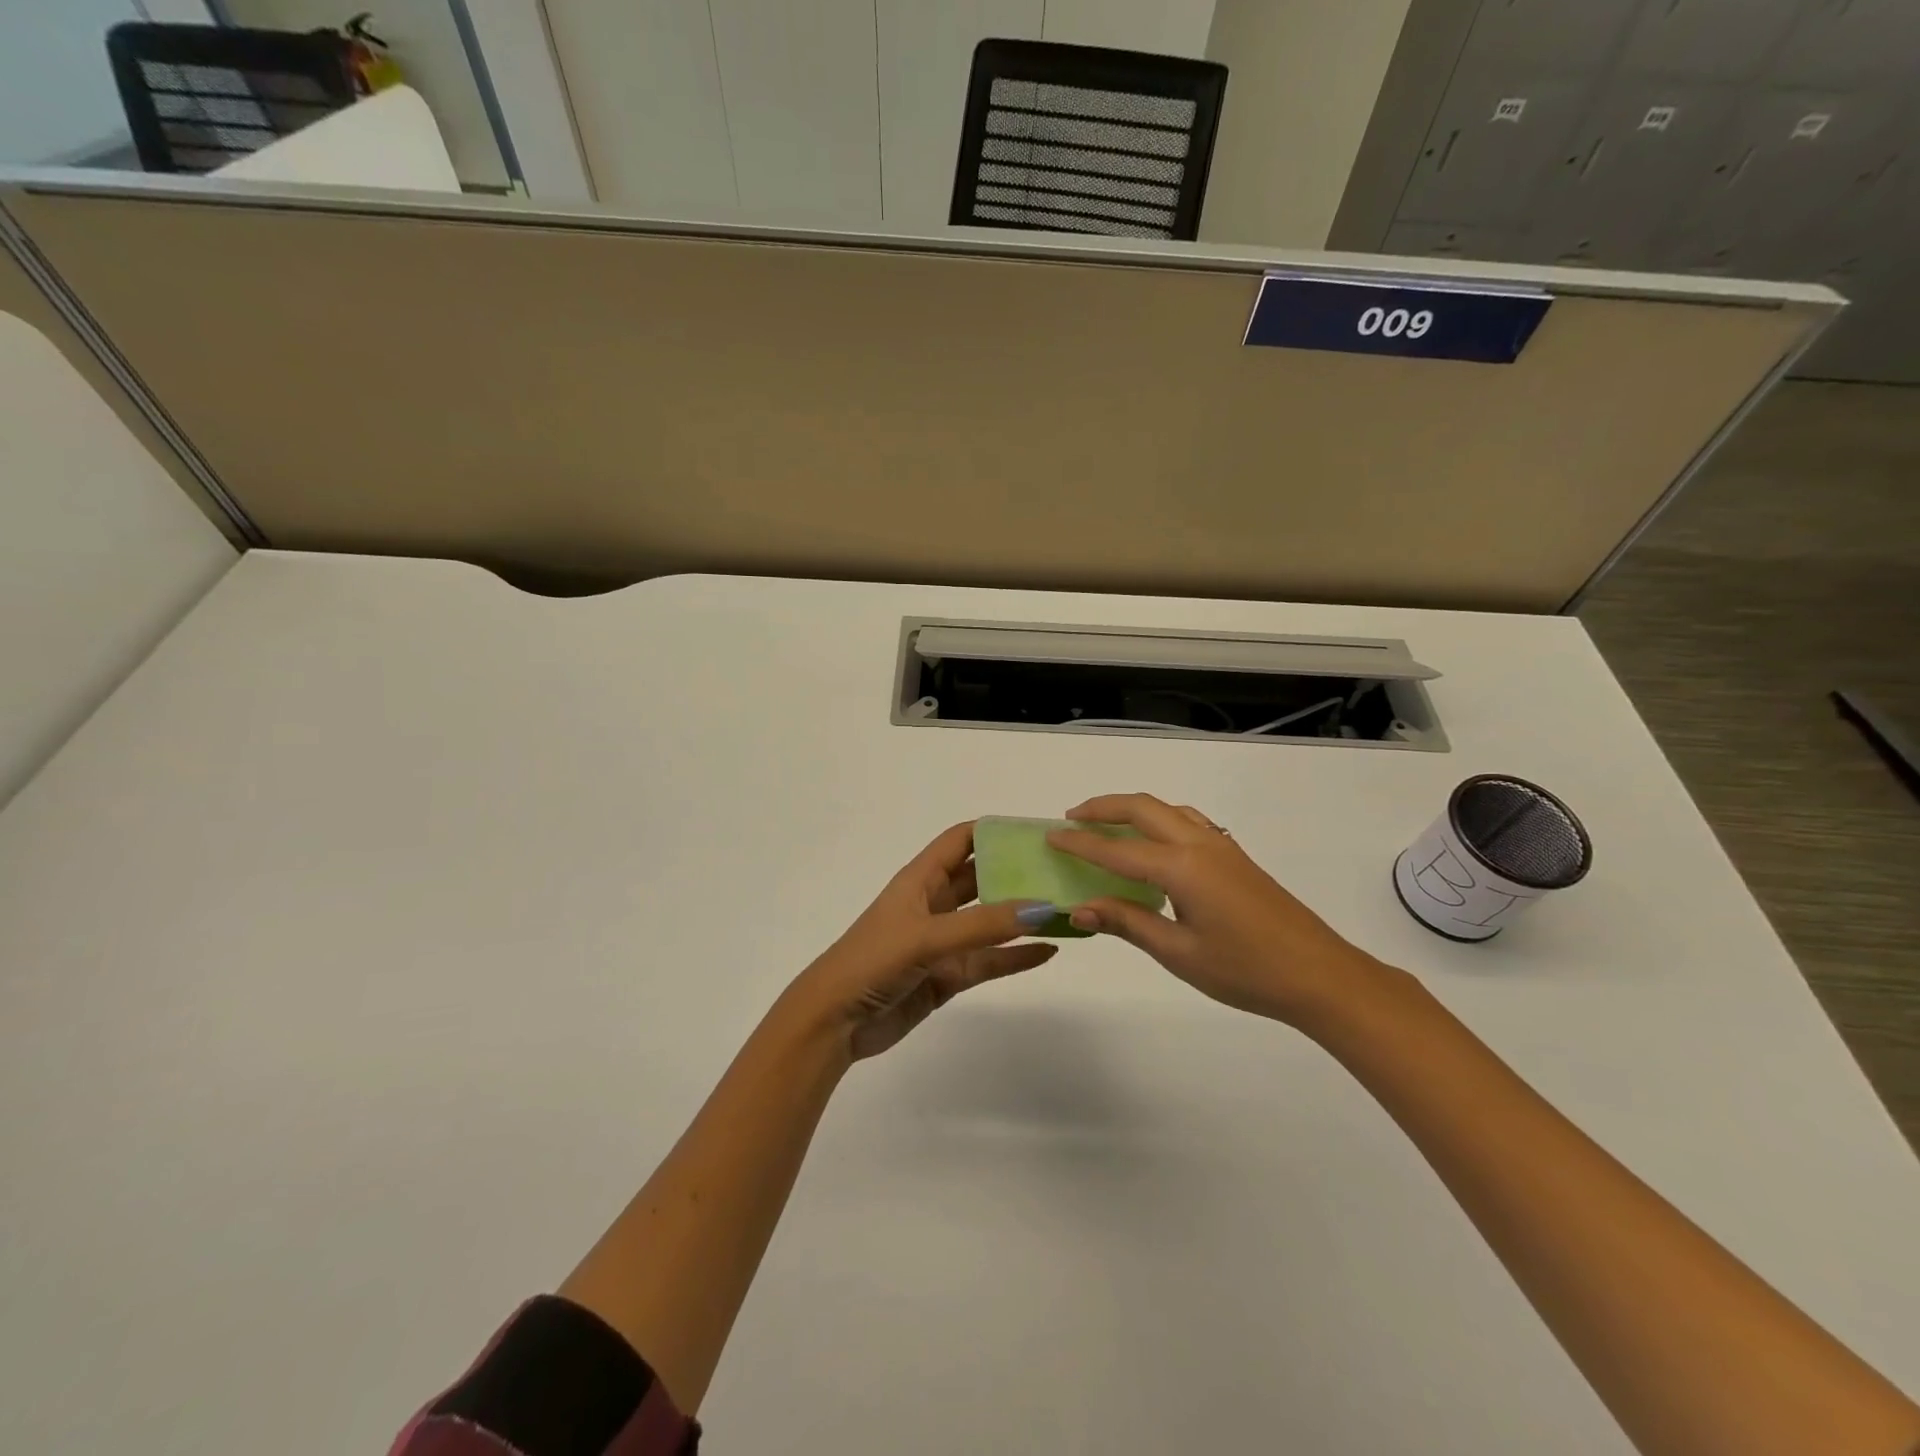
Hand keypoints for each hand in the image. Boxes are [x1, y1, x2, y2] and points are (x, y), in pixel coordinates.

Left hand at [786, 822, 1057, 1061]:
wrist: (834, 1023)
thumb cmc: (872, 961)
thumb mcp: (927, 936)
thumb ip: (983, 925)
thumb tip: (1043, 907)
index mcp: (921, 879)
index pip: (962, 840)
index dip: (996, 831)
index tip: (1037, 832)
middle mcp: (934, 904)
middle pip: (982, 878)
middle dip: (1017, 872)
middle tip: (1064, 870)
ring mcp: (942, 941)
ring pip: (990, 922)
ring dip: (1022, 917)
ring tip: (1065, 909)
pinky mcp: (947, 976)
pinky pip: (988, 960)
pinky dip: (1016, 956)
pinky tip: (1048, 951)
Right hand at [1047, 793, 1385, 1027]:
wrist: (1320, 976)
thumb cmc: (1246, 971)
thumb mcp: (1178, 953)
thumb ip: (1128, 922)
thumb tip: (1080, 909)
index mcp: (1181, 868)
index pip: (1117, 850)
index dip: (1080, 843)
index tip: (1050, 836)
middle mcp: (1199, 845)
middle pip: (1142, 808)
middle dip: (1103, 808)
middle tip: (1071, 818)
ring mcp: (1222, 847)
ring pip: (1167, 809)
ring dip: (1132, 809)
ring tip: (1107, 824)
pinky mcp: (1235, 857)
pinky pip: (1188, 821)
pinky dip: (1159, 819)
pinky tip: (1155, 844)